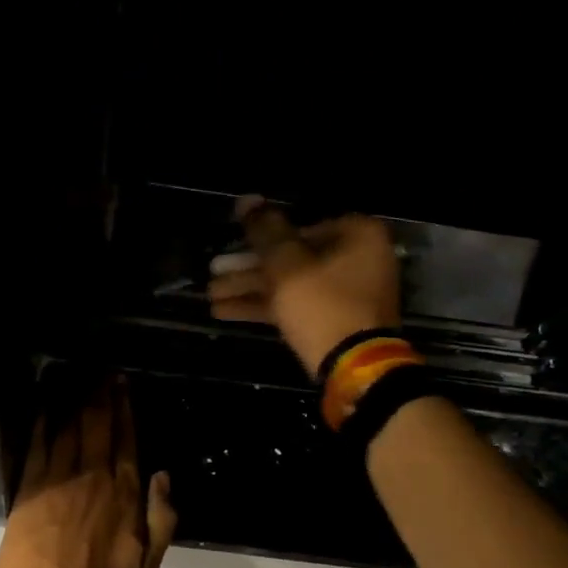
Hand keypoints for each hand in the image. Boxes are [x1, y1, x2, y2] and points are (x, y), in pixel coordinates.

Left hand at [0, 379, 176, 567]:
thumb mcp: (148, 565)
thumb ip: (162, 518)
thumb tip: (163, 475)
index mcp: (124, 494)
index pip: (127, 440)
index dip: (125, 410)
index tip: (123, 385)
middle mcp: (94, 477)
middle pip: (99, 426)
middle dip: (102, 395)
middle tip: (102, 371)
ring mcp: (60, 480)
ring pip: (71, 429)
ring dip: (76, 400)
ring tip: (78, 377)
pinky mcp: (30, 488)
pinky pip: (38, 446)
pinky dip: (43, 422)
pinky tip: (46, 405)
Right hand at [207, 197, 401, 377]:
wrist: (354, 369)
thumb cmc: (322, 304)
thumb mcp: (286, 263)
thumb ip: (264, 229)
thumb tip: (246, 199)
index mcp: (357, 235)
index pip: (301, 225)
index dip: (263, 236)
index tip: (234, 244)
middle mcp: (357, 259)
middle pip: (293, 256)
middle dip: (249, 268)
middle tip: (213, 272)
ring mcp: (347, 293)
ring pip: (291, 283)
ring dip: (250, 288)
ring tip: (210, 295)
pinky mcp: (334, 321)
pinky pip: (296, 305)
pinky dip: (265, 306)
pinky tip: (224, 311)